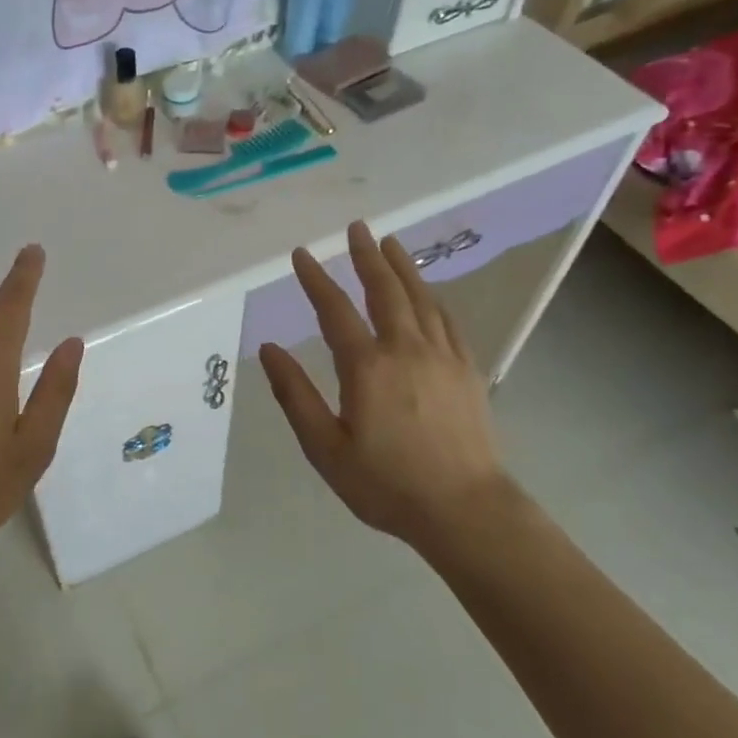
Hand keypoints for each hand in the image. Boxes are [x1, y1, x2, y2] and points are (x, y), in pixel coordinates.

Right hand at [258, 222, 512, 543]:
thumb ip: (295, 394)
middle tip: (357, 228)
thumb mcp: (325, 447)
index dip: (315, 279)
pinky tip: (427, 293)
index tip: (302, 254)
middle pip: (385, 290)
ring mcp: (442, 357)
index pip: (334, 309)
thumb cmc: (386, 483)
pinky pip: (447, 321)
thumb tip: (270, 348)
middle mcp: (405, 349)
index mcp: (367, 366)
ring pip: (420, 298)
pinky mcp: (467, 370)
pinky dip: (432, 298)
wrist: (465, 510)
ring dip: (402, 268)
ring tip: (390, 243)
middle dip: (367, 256)